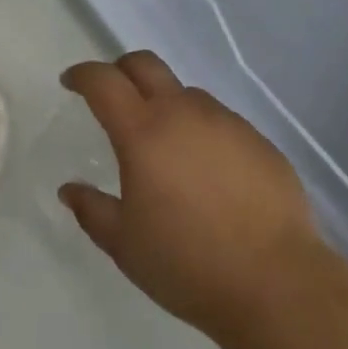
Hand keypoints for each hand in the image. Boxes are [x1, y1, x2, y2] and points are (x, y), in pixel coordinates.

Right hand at [59, 53, 323, 338]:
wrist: (278, 284)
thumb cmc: (188, 265)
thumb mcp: (126, 246)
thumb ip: (92, 211)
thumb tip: (69, 190)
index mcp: (143, 132)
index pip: (103, 81)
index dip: (82, 75)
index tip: (71, 82)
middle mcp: (182, 112)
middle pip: (145, 64)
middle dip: (121, 69)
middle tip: (112, 94)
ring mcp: (225, 122)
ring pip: (185, 93)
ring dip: (165, 104)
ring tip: (166, 146)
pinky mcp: (258, 139)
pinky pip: (219, 121)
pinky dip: (202, 131)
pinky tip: (208, 172)